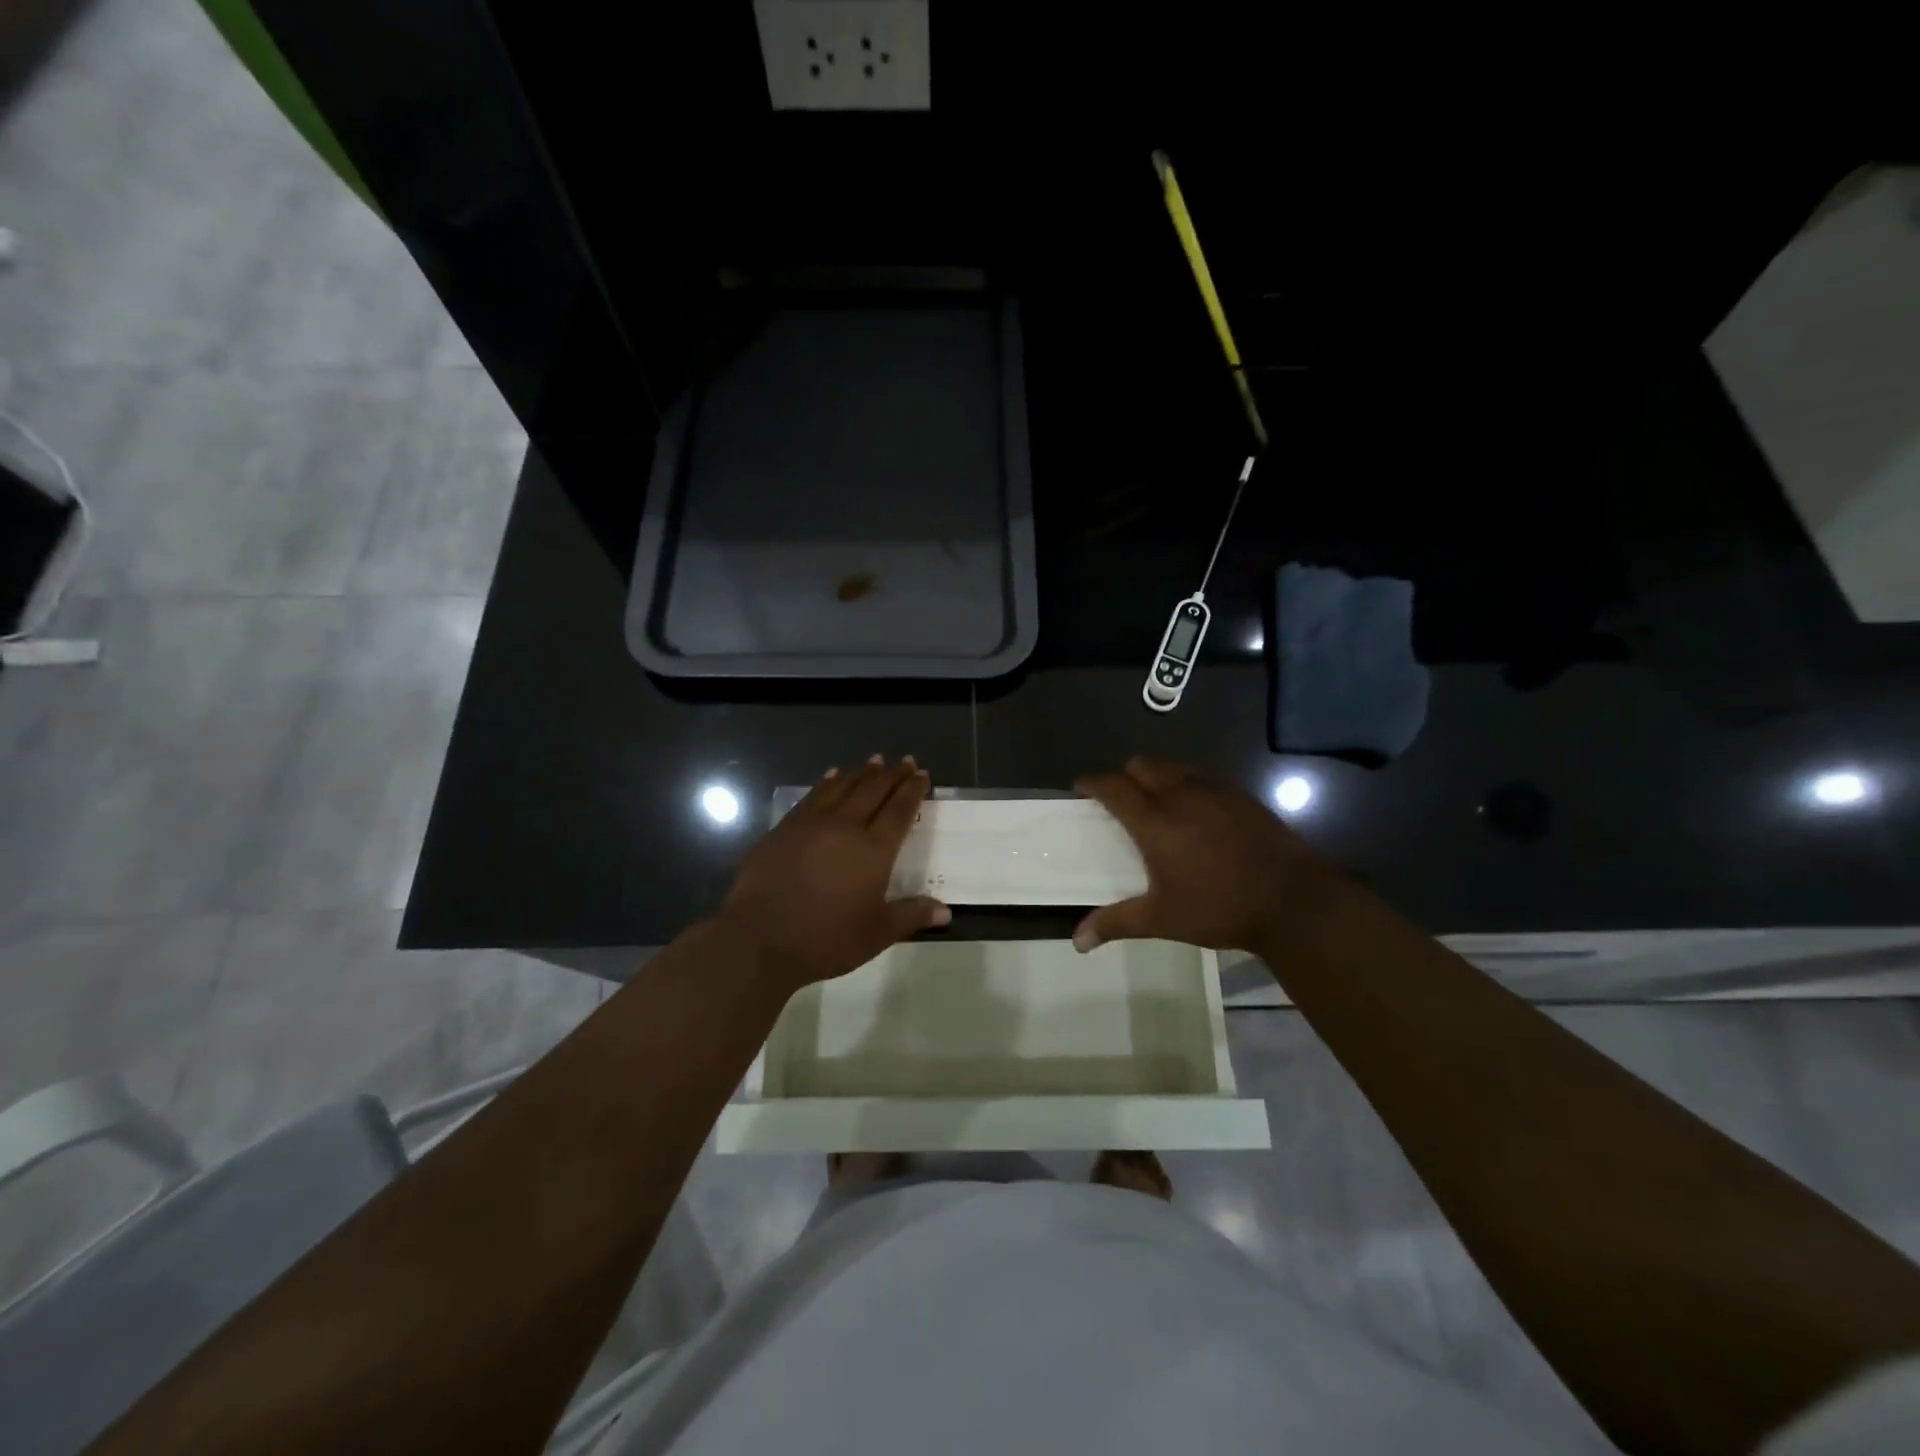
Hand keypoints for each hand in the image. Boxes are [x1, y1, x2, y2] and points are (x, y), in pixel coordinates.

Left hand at [717, 755, 949, 991]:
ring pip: (842, 787)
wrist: (760, 939)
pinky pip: (812, 796)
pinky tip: (831, 776)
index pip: (900, 810)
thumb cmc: (826, 939)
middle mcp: (845, 827)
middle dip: (892, 774)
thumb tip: (946, 911)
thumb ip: (912, 916)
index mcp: (874, 850)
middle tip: (904, 761)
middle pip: (873, 790)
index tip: (921, 774)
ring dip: (861, 772)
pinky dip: (827, 782)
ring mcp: (811, 824)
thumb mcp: (877, 933)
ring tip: (874, 760)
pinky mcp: (784, 829)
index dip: (912, 790)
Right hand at [1072, 757, 1334, 953]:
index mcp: (1155, 821)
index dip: (1092, 782)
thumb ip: (1116, 923)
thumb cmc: (1218, 908)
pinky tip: (1196, 811)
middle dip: (1125, 775)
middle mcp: (1181, 795)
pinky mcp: (1241, 795)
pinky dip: (1188, 784)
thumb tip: (1077, 941)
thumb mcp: (1162, 919)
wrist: (1293, 901)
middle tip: (1121, 799)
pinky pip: (1203, 776)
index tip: (1080, 786)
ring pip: (1174, 766)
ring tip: (1157, 801)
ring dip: (1157, 775)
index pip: (1114, 786)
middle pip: (1142, 765)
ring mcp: (1215, 791)